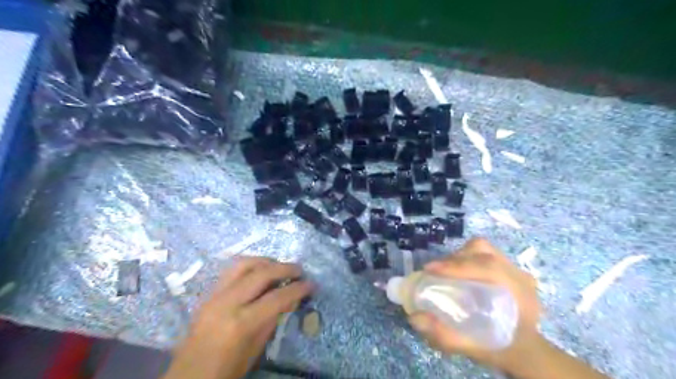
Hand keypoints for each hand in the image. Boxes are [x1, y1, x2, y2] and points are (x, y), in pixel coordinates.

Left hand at [163, 257, 314, 378]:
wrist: (188, 377)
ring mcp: (215, 295)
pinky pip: (231, 270)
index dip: (298, 288)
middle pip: (262, 273)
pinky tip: (259, 271)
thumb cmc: (226, 371)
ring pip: (244, 264)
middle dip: (285, 268)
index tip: (312, 284)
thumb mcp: (256, 349)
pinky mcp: (208, 293)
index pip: (277, 297)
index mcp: (241, 324)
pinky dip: (250, 265)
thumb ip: (273, 319)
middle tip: (299, 270)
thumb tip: (291, 297)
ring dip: (266, 261)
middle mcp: (227, 303)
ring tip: (279, 266)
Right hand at [406, 238, 542, 374]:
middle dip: (453, 259)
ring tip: (444, 271)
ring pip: (482, 248)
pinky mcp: (506, 267)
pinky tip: (457, 272)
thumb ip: (446, 336)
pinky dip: (465, 258)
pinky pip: (483, 253)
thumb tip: (415, 317)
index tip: (430, 270)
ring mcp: (514, 269)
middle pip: (483, 252)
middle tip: (434, 272)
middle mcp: (519, 275)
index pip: (488, 267)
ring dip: (459, 256)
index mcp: (519, 293)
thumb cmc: (503, 348)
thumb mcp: (475, 349)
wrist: (526, 350)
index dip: (456, 265)